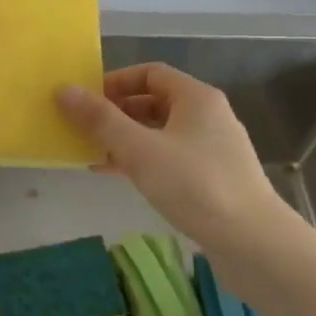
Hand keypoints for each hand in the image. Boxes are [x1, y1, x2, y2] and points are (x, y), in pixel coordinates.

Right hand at [56, 62, 292, 255]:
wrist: (252, 242)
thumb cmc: (195, 185)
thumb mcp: (139, 150)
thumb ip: (100, 120)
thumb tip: (64, 90)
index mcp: (196, 97)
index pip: (150, 73)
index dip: (115, 81)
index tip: (86, 99)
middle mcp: (207, 116)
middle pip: (154, 101)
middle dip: (116, 112)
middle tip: (83, 128)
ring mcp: (211, 148)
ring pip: (159, 132)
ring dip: (125, 138)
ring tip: (91, 152)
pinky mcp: (212, 177)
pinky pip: (168, 157)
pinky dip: (141, 160)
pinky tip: (116, 175)